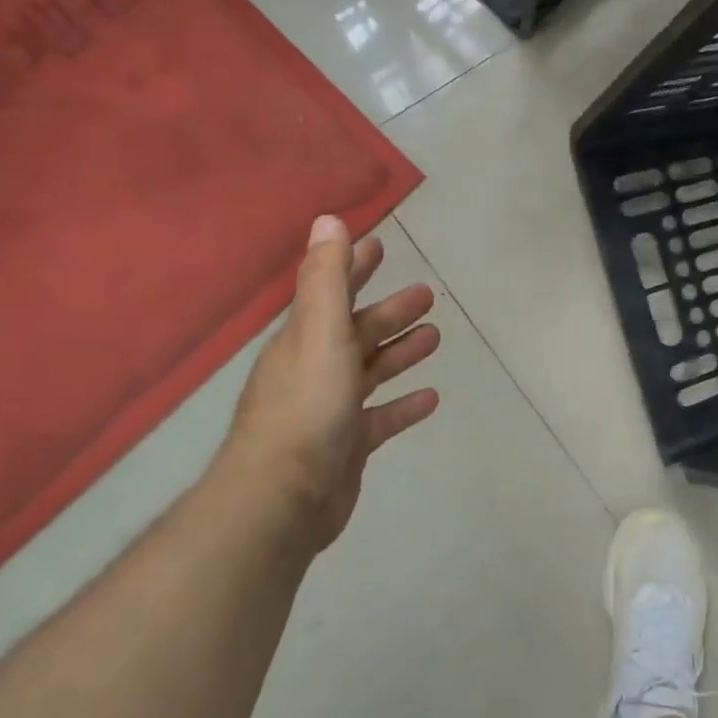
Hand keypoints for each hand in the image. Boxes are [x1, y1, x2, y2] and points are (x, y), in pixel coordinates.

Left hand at [224, 215, 440, 549]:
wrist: (282, 497)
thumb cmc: (306, 406)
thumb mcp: (320, 332)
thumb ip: (328, 278)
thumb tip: (328, 219)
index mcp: (305, 339)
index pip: (331, 292)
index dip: (354, 267)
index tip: (380, 246)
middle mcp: (315, 369)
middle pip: (358, 331)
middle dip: (389, 311)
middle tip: (428, 295)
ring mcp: (331, 410)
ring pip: (371, 371)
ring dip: (400, 352)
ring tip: (435, 337)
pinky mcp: (348, 446)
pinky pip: (382, 418)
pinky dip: (404, 405)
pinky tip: (431, 398)